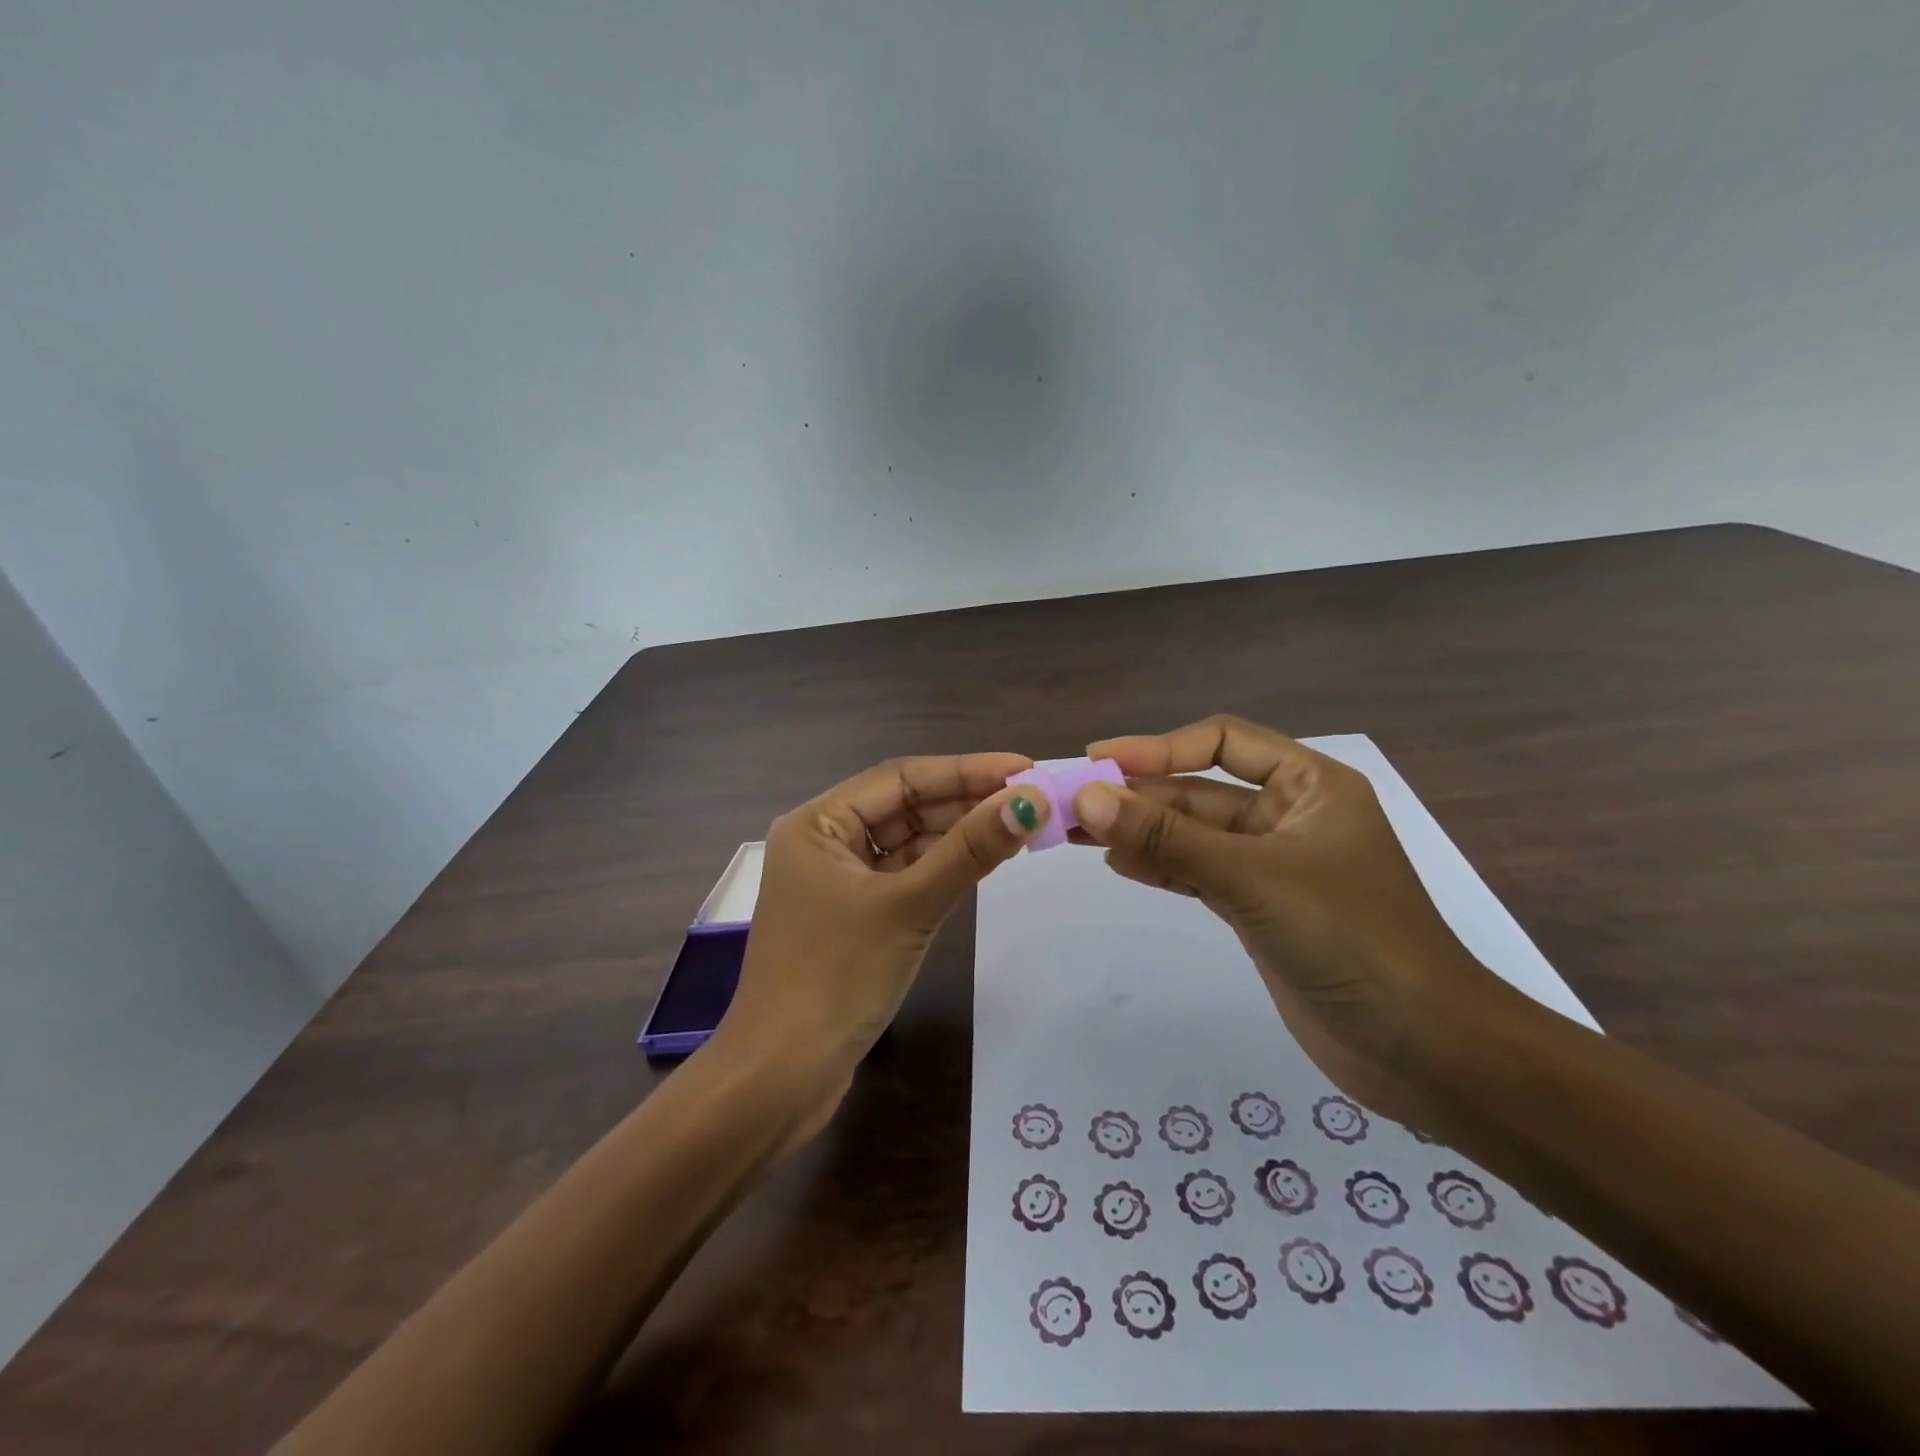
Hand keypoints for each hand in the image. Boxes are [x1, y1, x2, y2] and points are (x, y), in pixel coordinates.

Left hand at [715, 753, 1052, 1090]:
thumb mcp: (909, 906)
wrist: (782, 1078)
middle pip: (906, 807)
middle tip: (1032, 800)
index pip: (902, 778)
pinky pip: (905, 877)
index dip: (966, 770)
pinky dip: (942, 869)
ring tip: (1020, 825)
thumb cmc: (836, 978)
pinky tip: (984, 862)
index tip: (1024, 769)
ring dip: (958, 835)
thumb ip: (970, 850)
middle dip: (966, 802)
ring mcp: (837, 882)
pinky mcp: (854, 917)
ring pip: (908, 843)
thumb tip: (1030, 800)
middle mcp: (824, 842)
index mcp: (818, 823)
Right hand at [1073, 716, 1516, 1115]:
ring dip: (1141, 832)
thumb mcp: (1252, 878)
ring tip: (1077, 833)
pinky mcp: (1260, 910)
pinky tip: (1119, 864)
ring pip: (1194, 835)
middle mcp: (1290, 816)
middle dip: (1138, 796)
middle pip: (1200, 791)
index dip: (1158, 746)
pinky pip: (1199, 874)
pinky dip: (1161, 867)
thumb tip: (1087, 797)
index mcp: (1309, 785)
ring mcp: (1274, 866)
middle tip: (1069, 804)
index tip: (1099, 759)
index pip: (1222, 742)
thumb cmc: (1350, 940)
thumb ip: (1168, 838)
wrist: (1424, 1051)